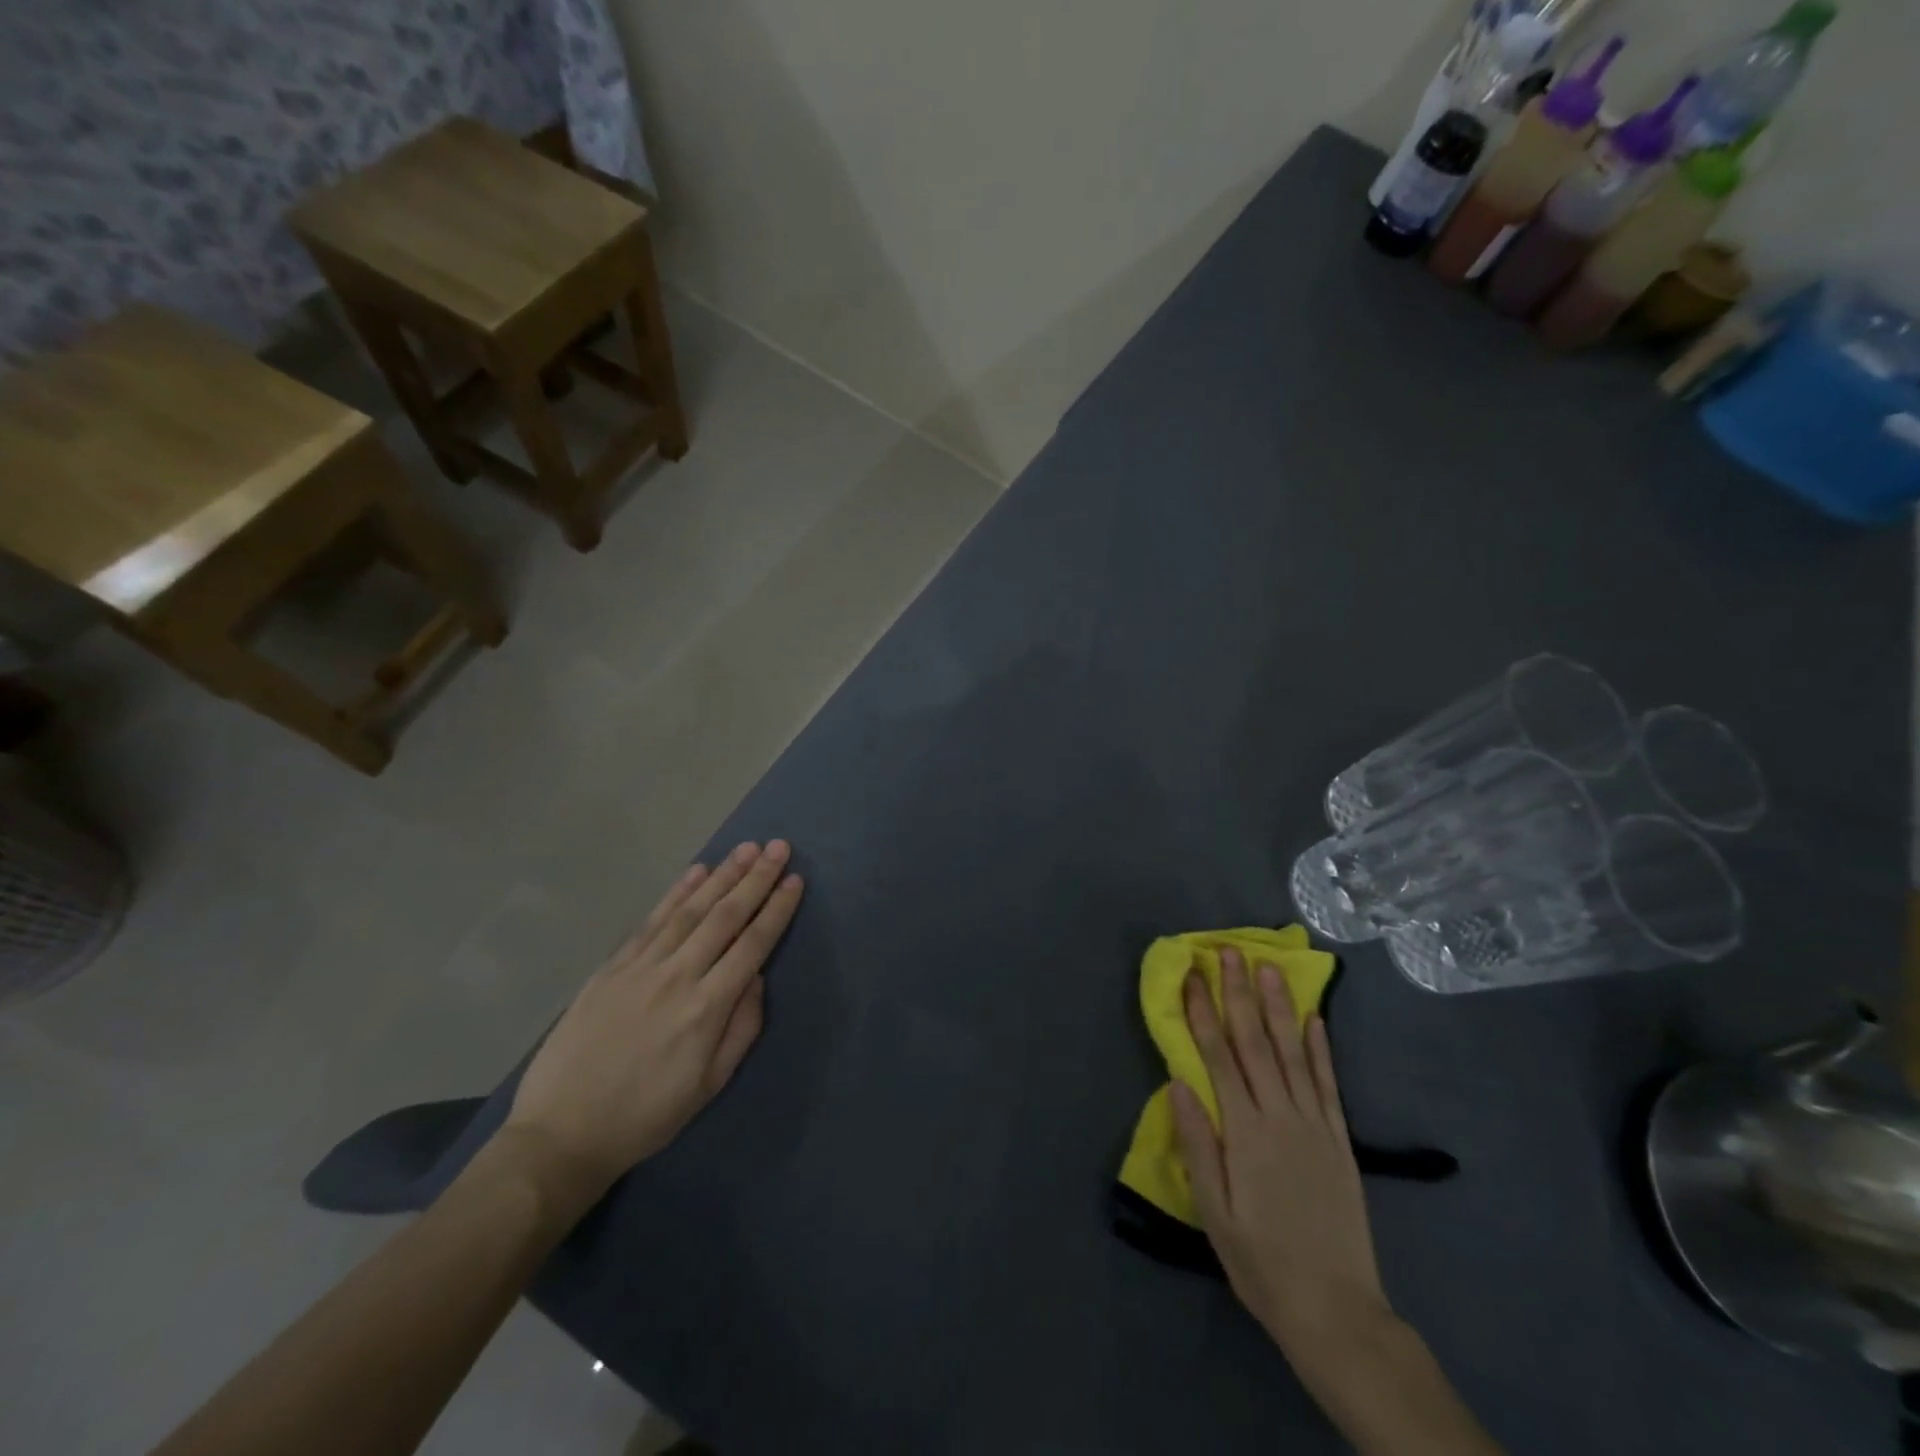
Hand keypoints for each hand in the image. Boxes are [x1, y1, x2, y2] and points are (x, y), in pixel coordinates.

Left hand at [503, 841, 803, 1200]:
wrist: (561, 1134)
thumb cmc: (646, 1116)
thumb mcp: (709, 1085)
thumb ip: (742, 1027)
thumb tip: (757, 977)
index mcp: (707, 1008)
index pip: (752, 945)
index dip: (776, 910)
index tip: (794, 880)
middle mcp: (677, 977)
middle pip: (725, 917)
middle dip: (755, 879)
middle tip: (778, 847)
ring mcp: (641, 968)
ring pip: (689, 911)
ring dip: (721, 876)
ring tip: (746, 849)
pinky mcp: (612, 968)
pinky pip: (651, 921)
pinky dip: (676, 894)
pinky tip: (696, 872)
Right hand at [1169, 948, 1392, 1356]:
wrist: (1336, 1311)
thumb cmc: (1261, 1262)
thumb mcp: (1214, 1212)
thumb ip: (1198, 1144)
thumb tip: (1178, 1082)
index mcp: (1244, 1131)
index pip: (1218, 1056)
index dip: (1201, 1012)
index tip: (1190, 974)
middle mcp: (1280, 1115)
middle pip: (1255, 1042)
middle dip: (1238, 993)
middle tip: (1228, 951)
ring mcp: (1315, 1125)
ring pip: (1293, 1052)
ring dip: (1278, 1006)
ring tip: (1268, 967)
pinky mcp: (1340, 1140)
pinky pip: (1329, 1084)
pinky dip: (1321, 1048)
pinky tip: (1315, 1019)